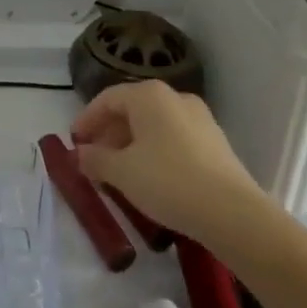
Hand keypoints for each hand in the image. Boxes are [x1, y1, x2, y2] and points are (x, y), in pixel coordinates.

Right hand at [72, 82, 269, 249]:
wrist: (232, 212)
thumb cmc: (168, 181)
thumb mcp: (122, 172)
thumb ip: (95, 159)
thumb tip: (81, 154)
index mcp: (149, 95)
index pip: (107, 99)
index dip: (87, 119)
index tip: (74, 142)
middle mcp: (174, 97)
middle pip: (131, 109)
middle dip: (109, 134)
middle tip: (94, 159)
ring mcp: (199, 118)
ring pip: (154, 125)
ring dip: (131, 144)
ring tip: (119, 172)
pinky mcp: (214, 141)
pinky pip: (173, 138)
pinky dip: (154, 151)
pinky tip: (150, 178)